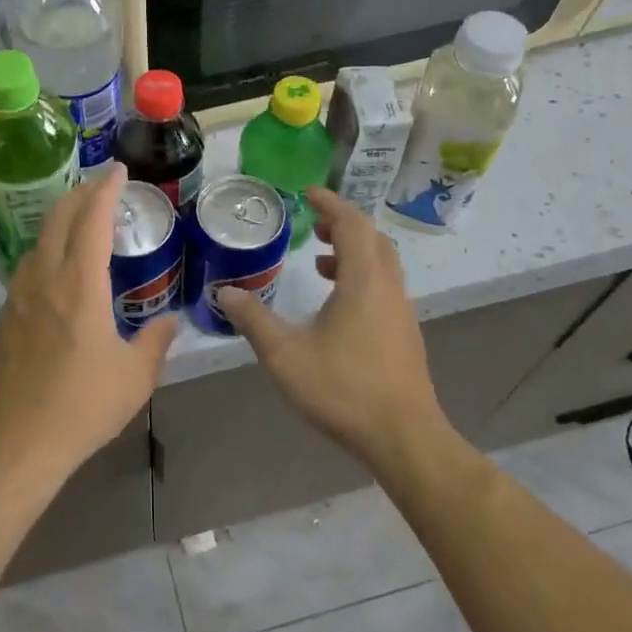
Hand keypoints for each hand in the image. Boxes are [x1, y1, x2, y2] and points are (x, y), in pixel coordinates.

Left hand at [0, 167, 178, 478]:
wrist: (19, 441)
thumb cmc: (84, 406)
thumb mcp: (136, 376)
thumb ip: (156, 341)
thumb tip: (170, 320)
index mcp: (81, 285)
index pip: (93, 220)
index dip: (106, 190)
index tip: (117, 171)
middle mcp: (45, 279)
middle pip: (58, 219)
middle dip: (79, 195)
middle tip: (99, 187)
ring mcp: (17, 298)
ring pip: (37, 243)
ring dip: (59, 224)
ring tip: (79, 226)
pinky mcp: (2, 319)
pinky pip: (25, 272)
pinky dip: (45, 256)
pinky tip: (55, 276)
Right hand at [217, 186, 441, 468]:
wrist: (403, 438)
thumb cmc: (343, 389)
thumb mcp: (286, 355)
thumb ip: (255, 320)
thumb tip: (227, 292)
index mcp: (363, 281)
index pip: (352, 224)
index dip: (331, 204)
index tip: (309, 193)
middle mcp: (388, 288)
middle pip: (373, 239)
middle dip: (345, 225)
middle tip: (316, 225)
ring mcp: (401, 313)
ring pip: (382, 265)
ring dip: (354, 253)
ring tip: (321, 263)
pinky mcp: (404, 336)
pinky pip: (384, 288)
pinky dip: (362, 278)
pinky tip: (338, 307)